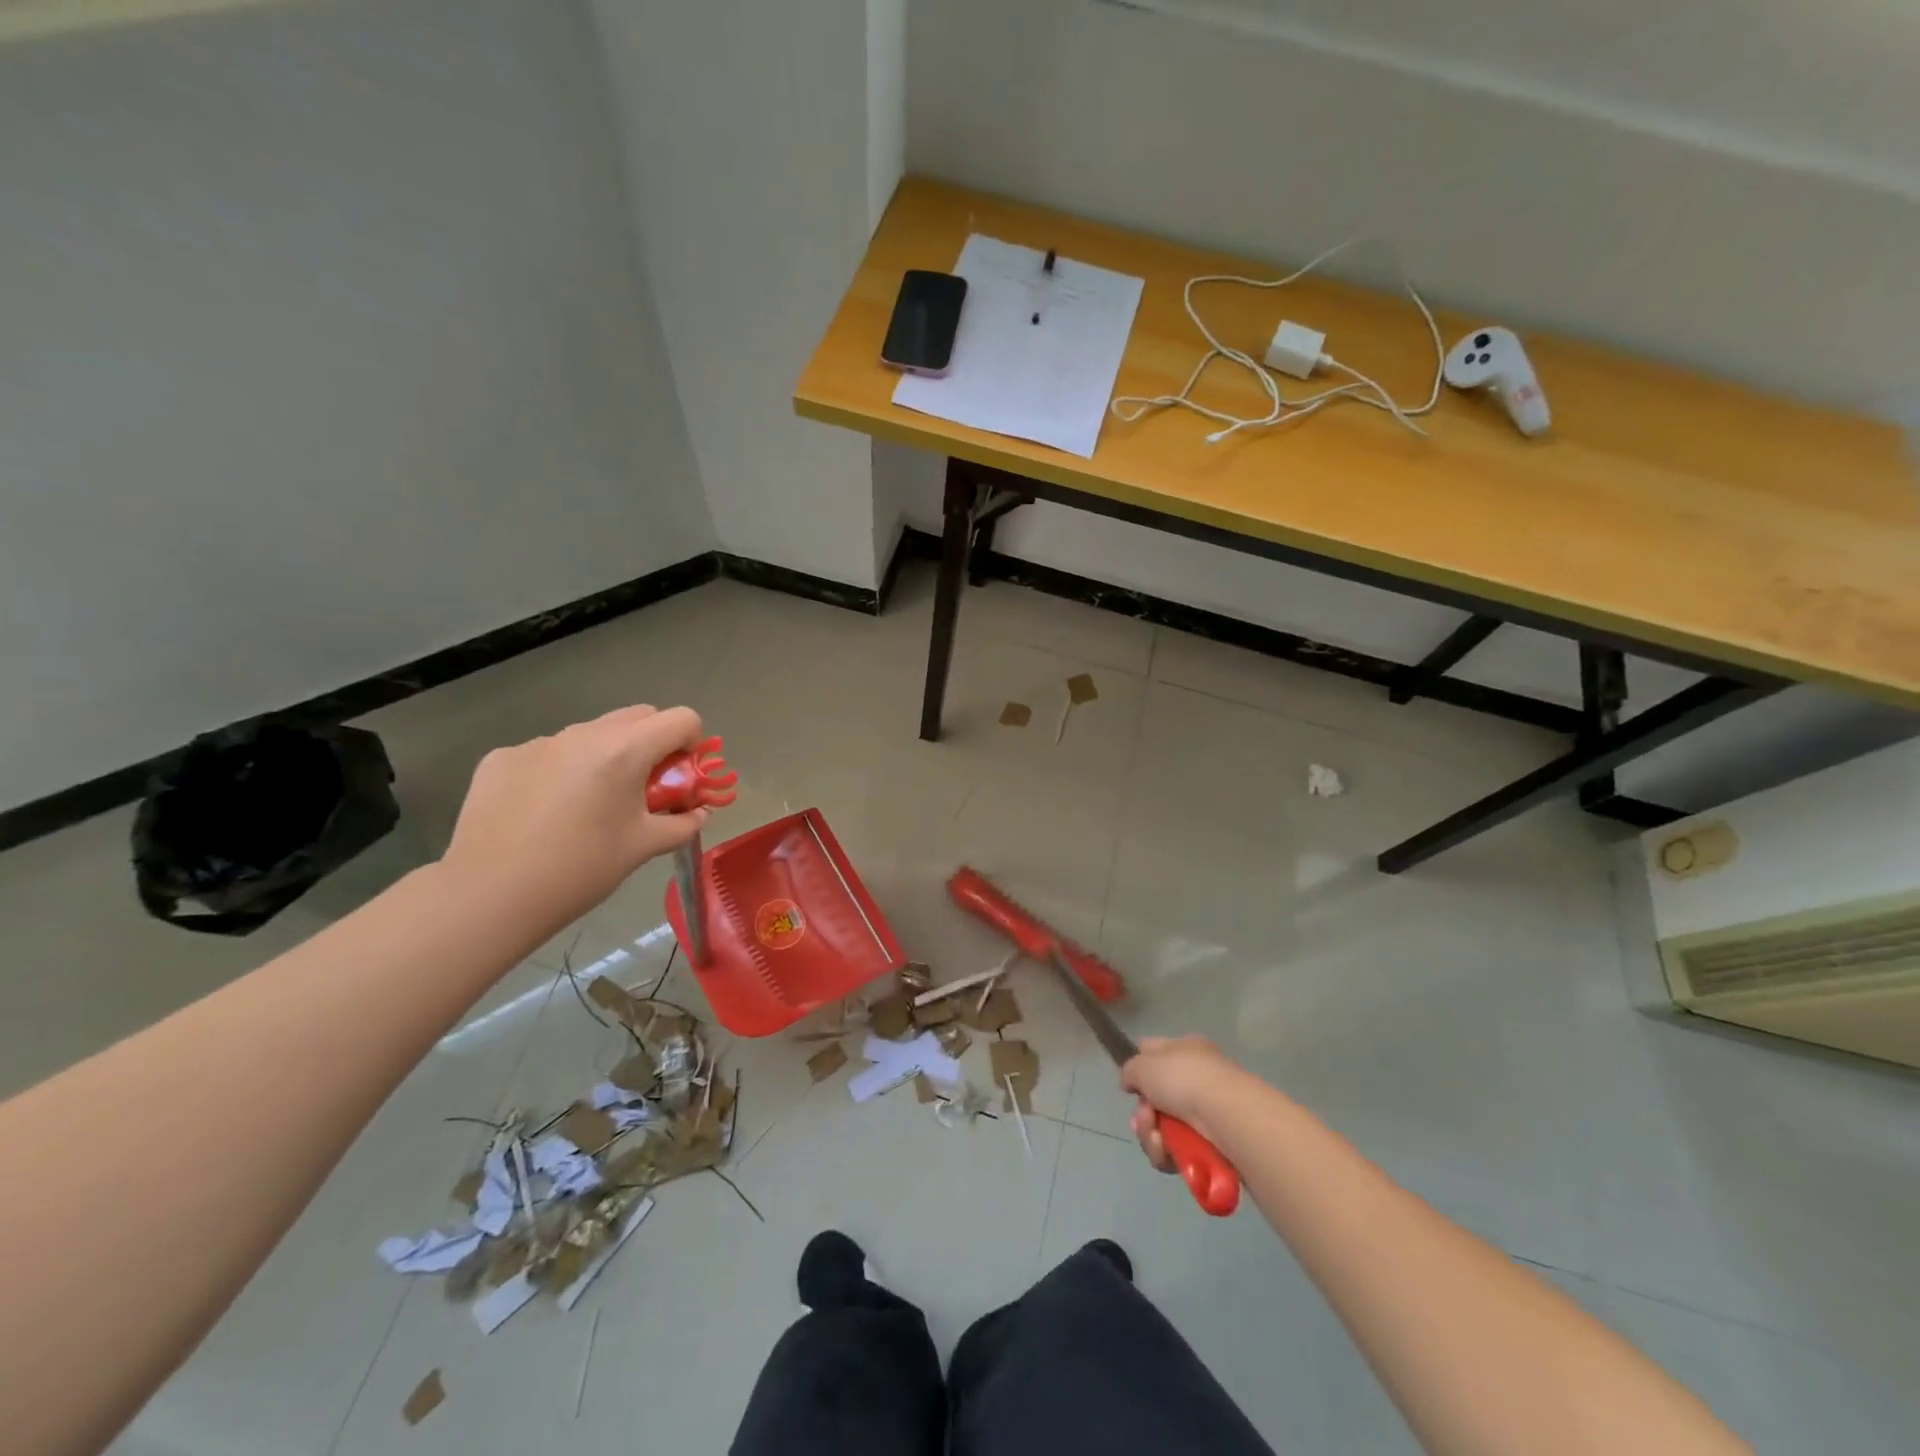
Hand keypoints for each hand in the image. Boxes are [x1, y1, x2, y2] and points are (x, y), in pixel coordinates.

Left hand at [440, 705, 709, 931]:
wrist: (490, 895)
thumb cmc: (581, 869)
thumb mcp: (644, 847)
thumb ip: (682, 824)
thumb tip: (698, 813)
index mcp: (625, 750)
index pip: (682, 719)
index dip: (692, 743)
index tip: (682, 776)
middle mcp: (583, 734)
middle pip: (638, 717)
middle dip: (652, 744)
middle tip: (644, 788)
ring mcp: (538, 742)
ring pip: (590, 734)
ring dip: (605, 757)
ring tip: (589, 805)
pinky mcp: (502, 758)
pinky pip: (548, 754)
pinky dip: (560, 772)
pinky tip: (545, 812)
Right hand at [1120, 1035, 1244, 1174]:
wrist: (1226, 1116)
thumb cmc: (1184, 1079)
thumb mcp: (1143, 1064)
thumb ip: (1130, 1071)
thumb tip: (1131, 1083)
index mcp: (1185, 1049)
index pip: (1154, 1052)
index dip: (1138, 1067)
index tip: (1130, 1086)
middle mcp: (1196, 1078)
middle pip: (1155, 1099)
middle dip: (1143, 1114)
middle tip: (1144, 1118)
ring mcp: (1205, 1113)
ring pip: (1163, 1128)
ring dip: (1151, 1136)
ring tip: (1156, 1137)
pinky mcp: (1210, 1145)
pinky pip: (1176, 1151)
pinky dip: (1166, 1153)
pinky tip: (1166, 1151)